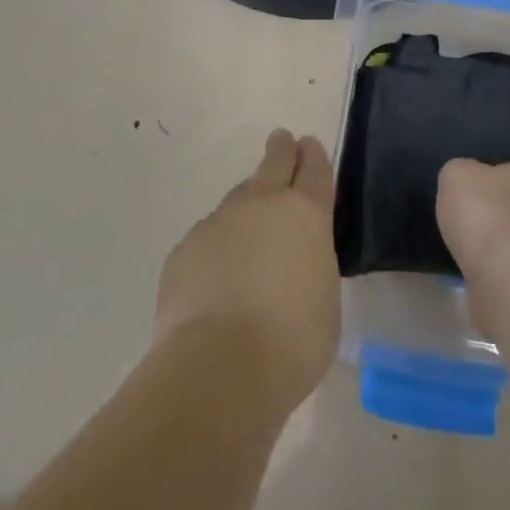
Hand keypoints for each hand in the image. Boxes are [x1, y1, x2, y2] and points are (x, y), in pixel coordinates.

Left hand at [155, 130, 339, 417]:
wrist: (219, 367)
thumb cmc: (292, 341)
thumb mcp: (323, 298)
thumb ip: (310, 263)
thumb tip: (293, 259)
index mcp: (306, 213)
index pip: (314, 169)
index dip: (313, 155)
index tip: (308, 145)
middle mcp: (262, 204)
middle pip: (274, 162)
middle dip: (280, 150)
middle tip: (282, 142)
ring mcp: (219, 221)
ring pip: (237, 201)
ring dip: (246, 209)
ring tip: (249, 238)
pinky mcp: (186, 247)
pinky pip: (208, 238)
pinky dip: (216, 249)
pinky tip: (217, 280)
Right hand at [437, 158, 509, 336]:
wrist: (505, 276)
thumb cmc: (484, 211)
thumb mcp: (456, 174)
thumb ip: (460, 171)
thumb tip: (465, 180)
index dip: (505, 169)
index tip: (481, 179)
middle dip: (503, 206)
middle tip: (471, 211)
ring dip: (499, 239)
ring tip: (467, 242)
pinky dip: (494, 266)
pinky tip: (472, 266)